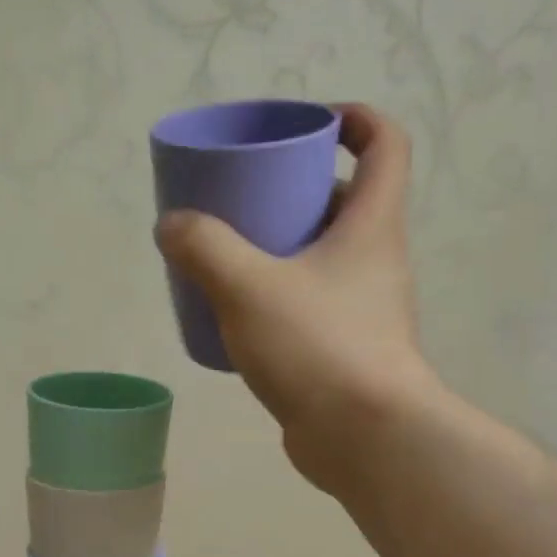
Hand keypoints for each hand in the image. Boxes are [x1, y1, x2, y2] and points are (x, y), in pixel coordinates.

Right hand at [157, 102, 434, 492]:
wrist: (363, 437)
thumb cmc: (317, 346)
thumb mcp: (247, 287)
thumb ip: (204, 248)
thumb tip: (172, 224)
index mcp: (371, 225)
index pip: (384, 144)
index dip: (353, 119)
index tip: (309, 122)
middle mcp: (376, 260)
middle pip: (344, 202)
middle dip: (296, 189)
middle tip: (246, 197)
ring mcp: (365, 309)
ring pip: (324, 258)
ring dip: (283, 247)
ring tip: (230, 255)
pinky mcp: (346, 351)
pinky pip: (311, 305)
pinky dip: (279, 296)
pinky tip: (238, 315)